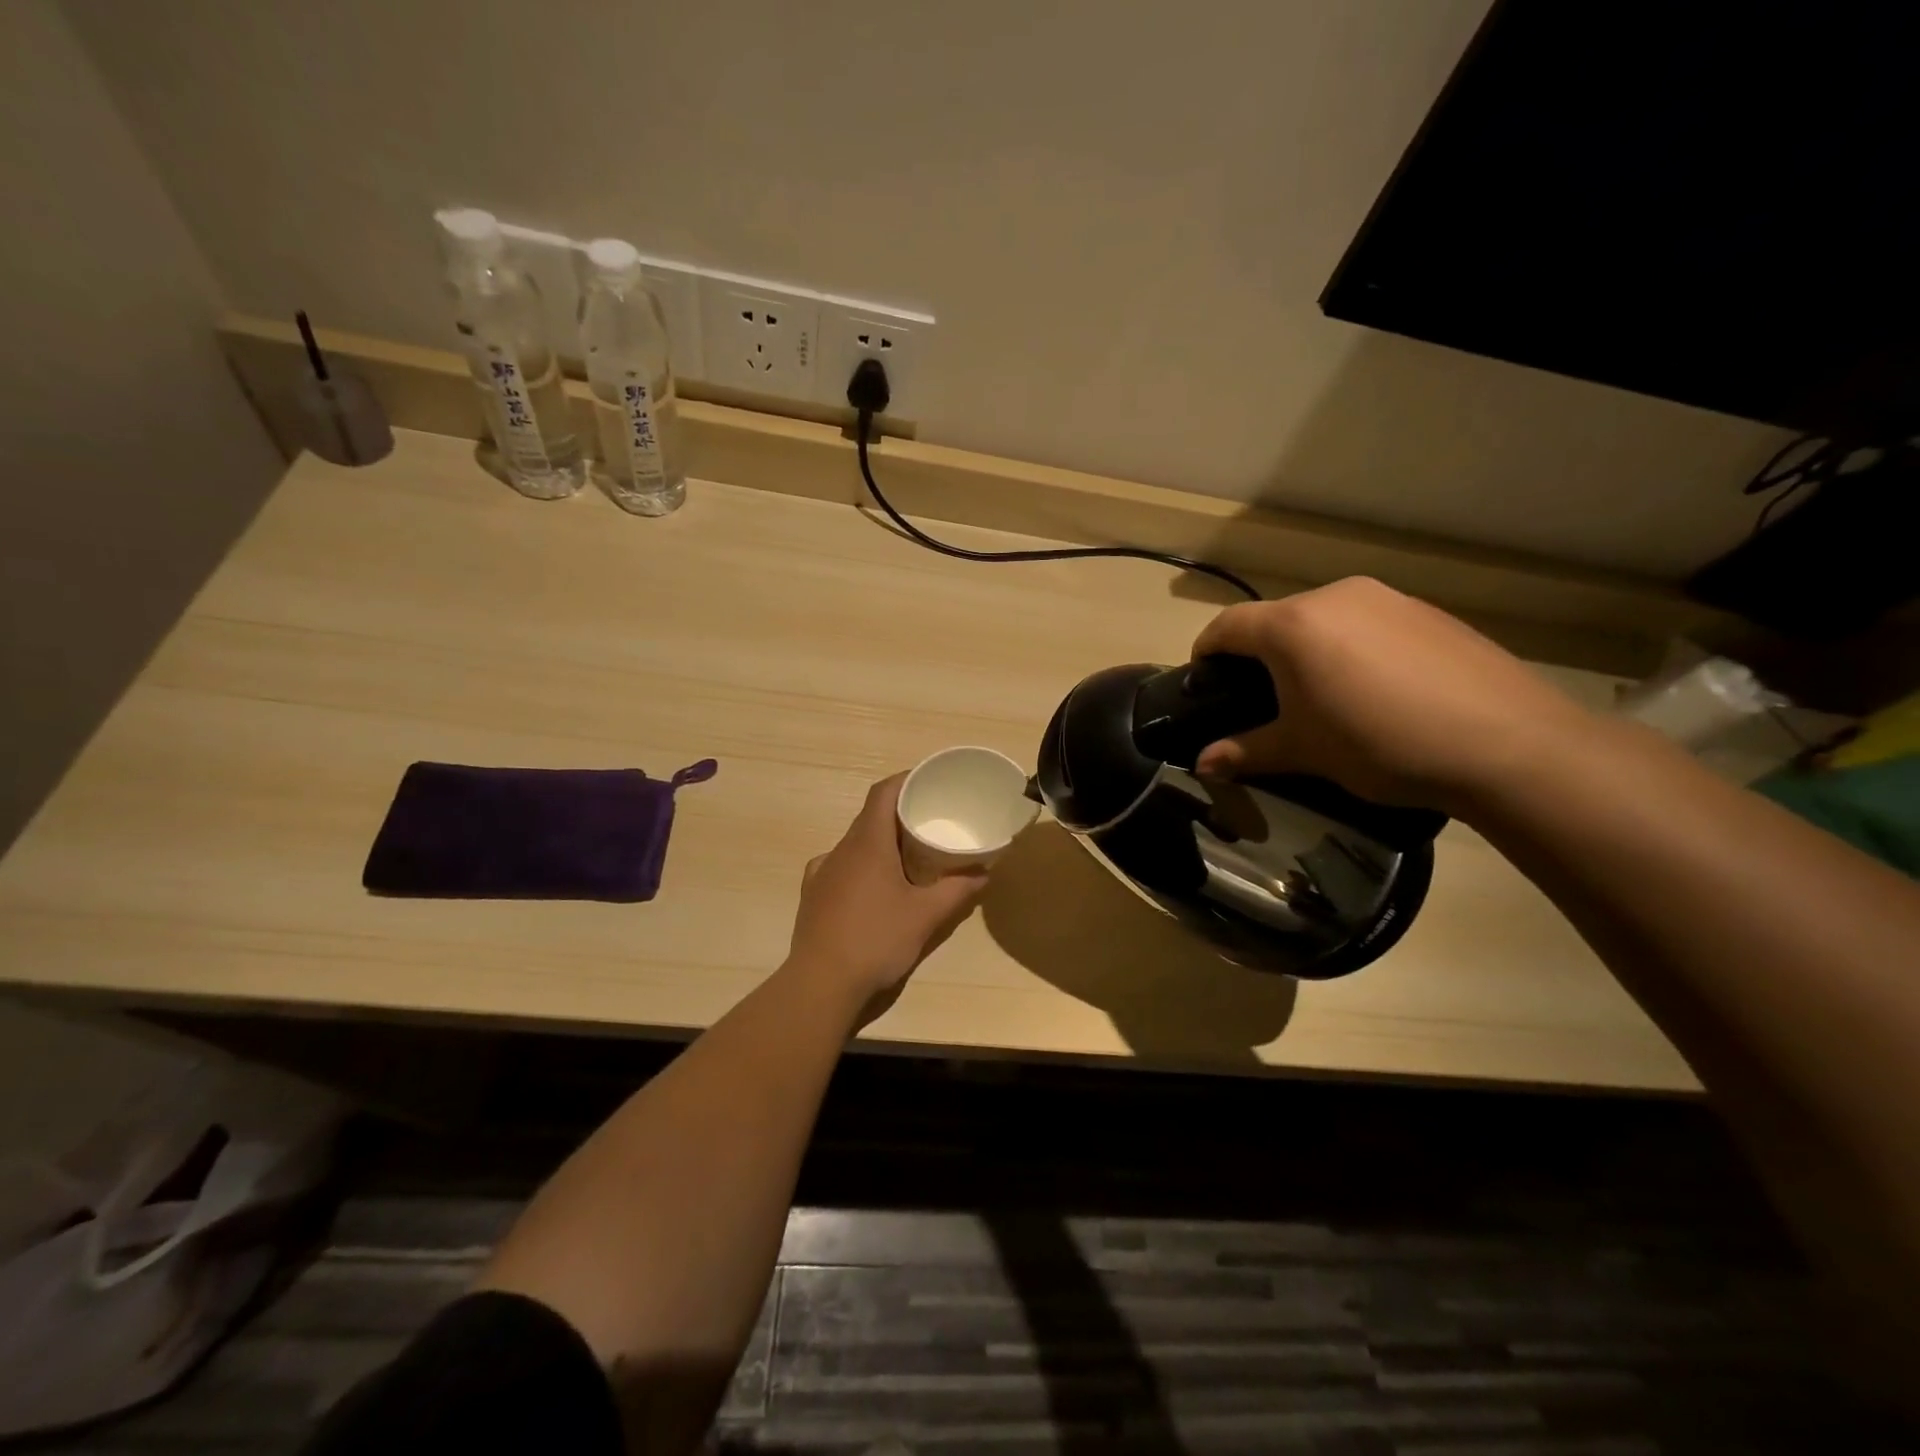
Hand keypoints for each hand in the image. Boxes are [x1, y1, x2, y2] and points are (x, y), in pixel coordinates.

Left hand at [787, 774, 987, 1020]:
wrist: (820, 984)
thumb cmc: (876, 940)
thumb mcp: (925, 916)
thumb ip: (957, 890)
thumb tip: (985, 873)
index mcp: (867, 843)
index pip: (883, 793)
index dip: (905, 781)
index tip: (928, 782)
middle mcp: (840, 849)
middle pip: (869, 817)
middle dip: (899, 814)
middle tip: (929, 823)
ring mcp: (821, 872)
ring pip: (854, 844)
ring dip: (880, 843)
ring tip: (906, 858)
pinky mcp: (812, 895)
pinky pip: (840, 867)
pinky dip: (861, 867)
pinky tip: (874, 889)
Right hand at [1191, 577, 1598, 813]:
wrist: (1507, 742)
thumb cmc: (1379, 743)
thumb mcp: (1304, 751)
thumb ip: (1246, 751)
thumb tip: (1202, 765)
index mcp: (1292, 626)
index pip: (1227, 626)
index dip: (1205, 653)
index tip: (1204, 683)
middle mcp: (1334, 597)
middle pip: (1275, 620)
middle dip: (1259, 656)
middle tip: (1266, 701)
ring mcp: (1386, 599)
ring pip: (1323, 619)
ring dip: (1307, 651)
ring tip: (1323, 698)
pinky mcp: (1427, 611)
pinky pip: (1367, 624)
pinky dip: (1352, 649)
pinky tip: (1377, 691)